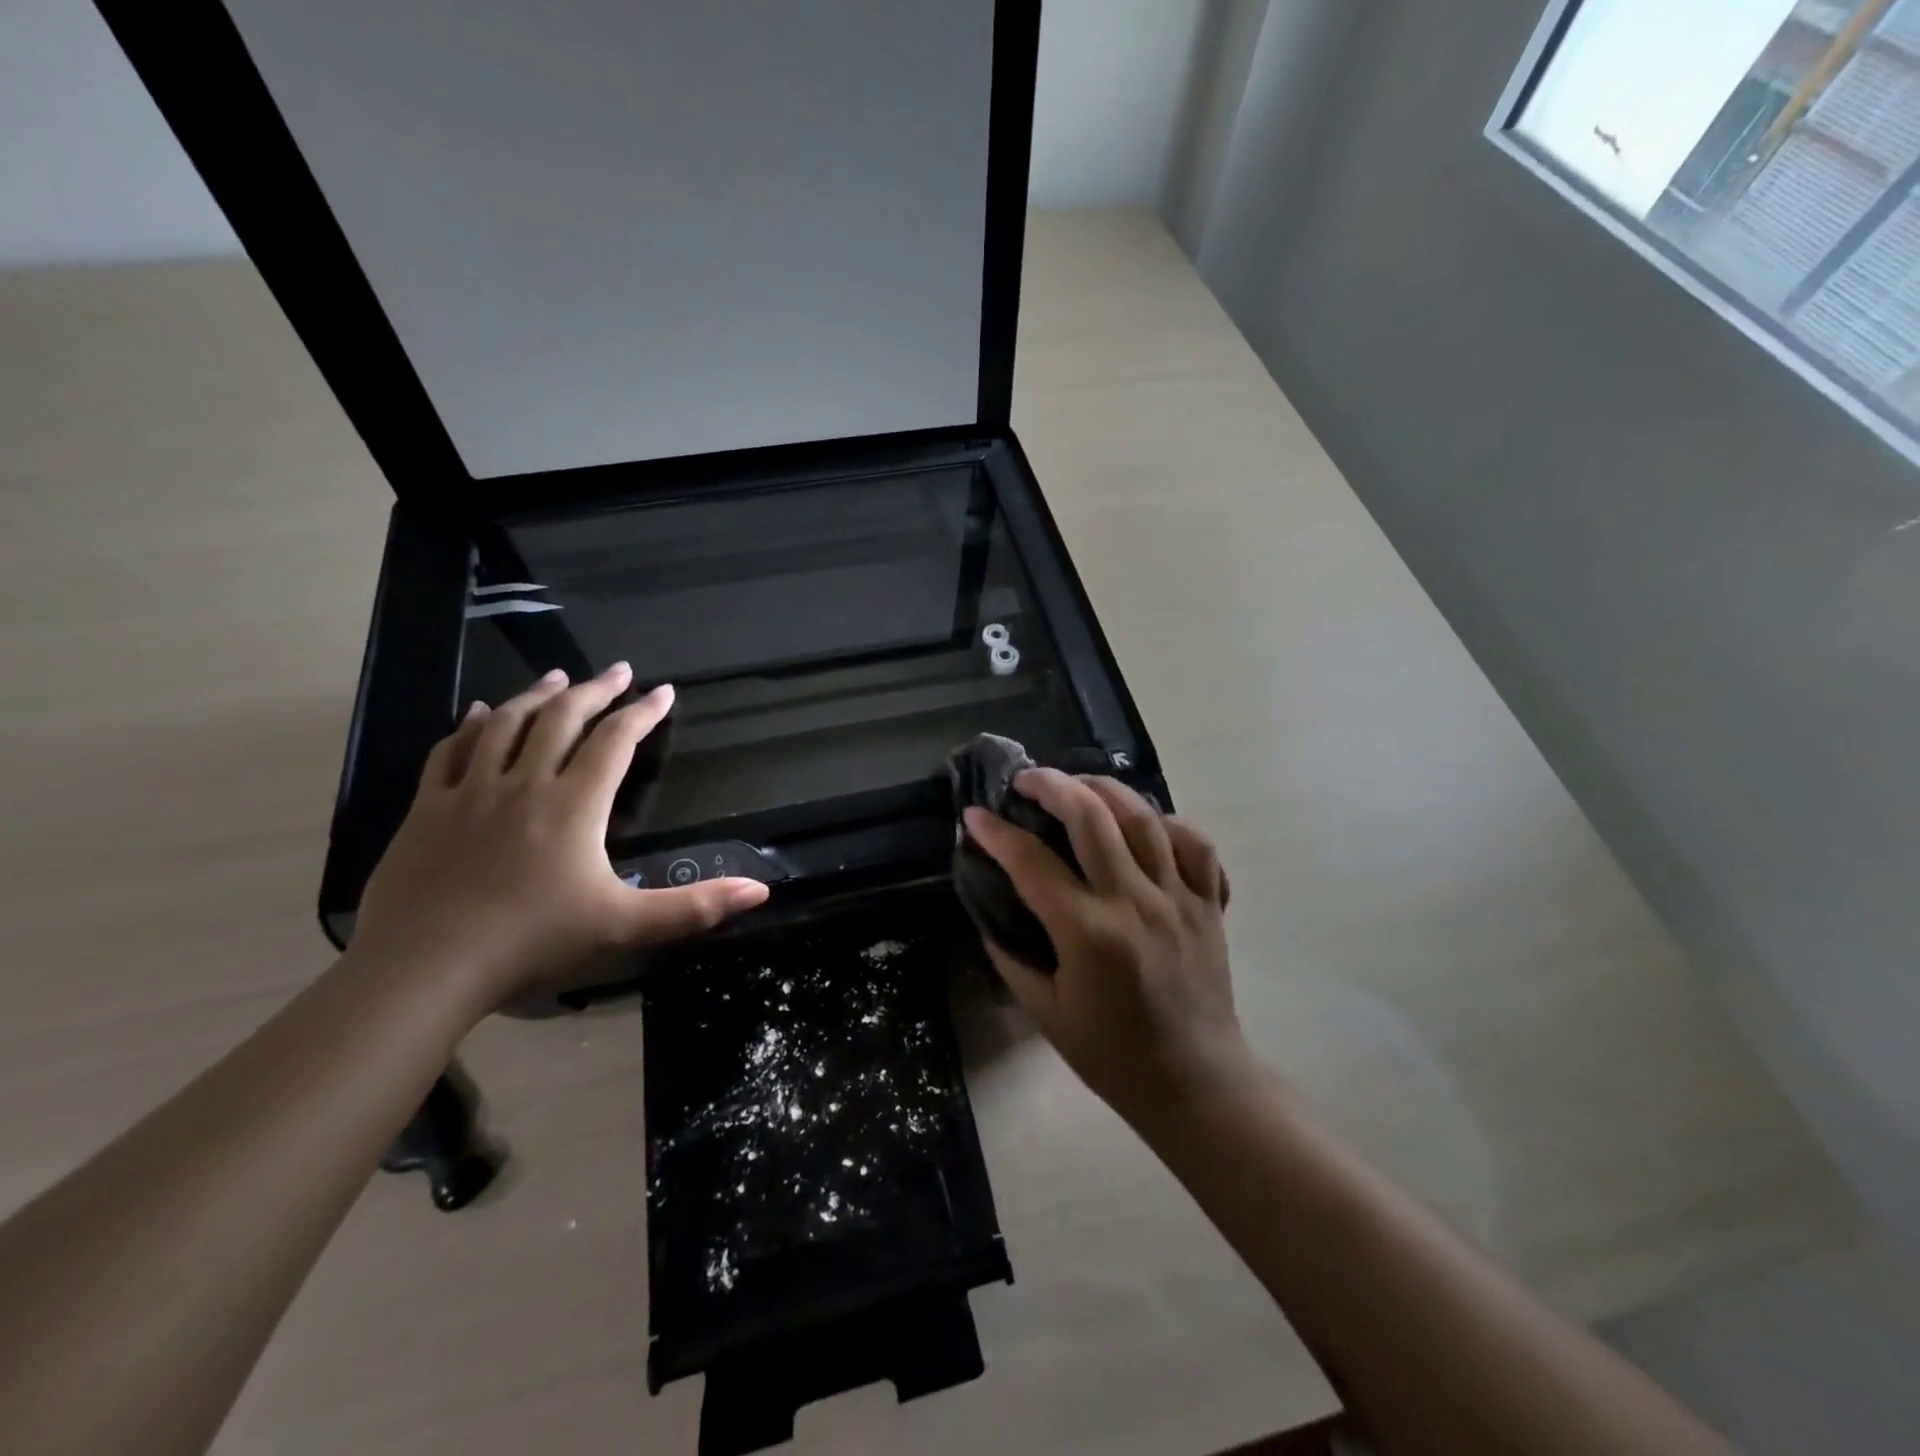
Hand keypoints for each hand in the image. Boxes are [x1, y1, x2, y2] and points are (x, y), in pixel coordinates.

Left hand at [351, 663, 769, 1009]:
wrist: (425, 967)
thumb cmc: (533, 942)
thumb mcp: (625, 926)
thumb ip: (694, 907)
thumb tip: (761, 890)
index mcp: (575, 804)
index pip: (616, 741)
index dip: (644, 712)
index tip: (664, 691)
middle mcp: (525, 783)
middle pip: (563, 718)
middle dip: (596, 690)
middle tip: (618, 671)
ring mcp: (470, 792)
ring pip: (507, 724)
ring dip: (538, 694)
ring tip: (559, 677)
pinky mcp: (427, 808)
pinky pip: (451, 750)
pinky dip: (471, 725)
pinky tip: (481, 712)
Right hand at [962, 771, 1252, 1125]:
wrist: (1194, 1083)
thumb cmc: (1111, 1055)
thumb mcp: (1045, 1012)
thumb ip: (1010, 956)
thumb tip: (992, 910)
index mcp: (1088, 932)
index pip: (1031, 862)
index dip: (996, 832)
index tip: (973, 814)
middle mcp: (1134, 901)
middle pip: (1091, 817)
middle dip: (1051, 785)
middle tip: (1026, 778)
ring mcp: (1178, 897)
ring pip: (1143, 817)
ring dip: (1105, 789)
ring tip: (1079, 785)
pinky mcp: (1209, 903)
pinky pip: (1194, 844)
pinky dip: (1168, 822)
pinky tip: (1145, 822)